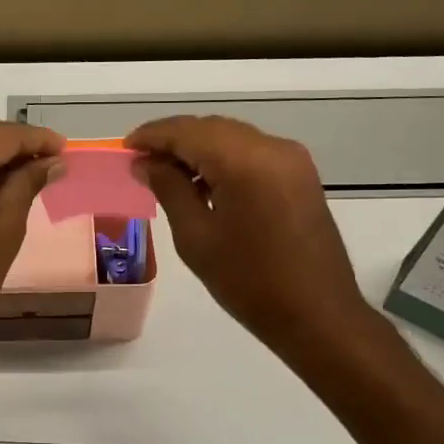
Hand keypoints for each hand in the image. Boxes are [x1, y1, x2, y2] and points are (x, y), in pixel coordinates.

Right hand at [126, 115, 377, 359]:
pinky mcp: (301, 175)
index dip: (153, 136)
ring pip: (233, 137)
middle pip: (211, 128)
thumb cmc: (249, 282)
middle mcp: (272, 148)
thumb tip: (147, 163)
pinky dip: (224, 159)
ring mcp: (292, 159)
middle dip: (174, 140)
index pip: (187, 131)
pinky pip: (253, 152)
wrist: (317, 315)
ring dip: (199, 149)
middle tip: (142, 163)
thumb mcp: (196, 237)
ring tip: (168, 175)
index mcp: (245, 161)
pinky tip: (204, 184)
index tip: (126, 148)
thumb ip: (169, 189)